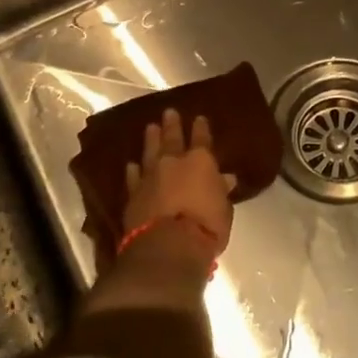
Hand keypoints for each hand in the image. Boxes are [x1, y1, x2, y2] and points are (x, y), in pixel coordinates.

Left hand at [123, 107, 236, 258]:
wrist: (167, 246)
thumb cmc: (206, 226)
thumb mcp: (224, 209)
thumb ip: (221, 191)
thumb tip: (226, 179)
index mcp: (201, 161)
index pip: (202, 139)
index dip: (201, 128)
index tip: (199, 118)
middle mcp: (174, 162)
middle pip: (172, 138)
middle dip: (172, 125)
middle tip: (168, 111)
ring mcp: (151, 177)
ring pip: (150, 152)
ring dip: (151, 139)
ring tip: (150, 127)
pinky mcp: (133, 195)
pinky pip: (133, 178)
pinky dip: (133, 170)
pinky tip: (131, 164)